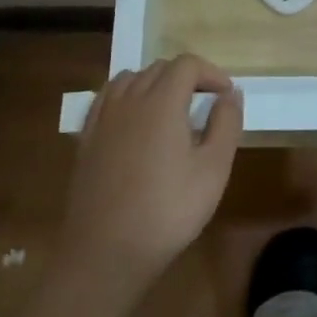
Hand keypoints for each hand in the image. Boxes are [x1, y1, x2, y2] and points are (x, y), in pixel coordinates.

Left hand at [56, 55, 244, 299]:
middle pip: (159, 68)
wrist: (105, 252)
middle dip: (186, 77)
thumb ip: (226, 123)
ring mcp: (103, 118)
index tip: (225, 96)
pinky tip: (135, 121)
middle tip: (205, 104)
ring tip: (171, 111)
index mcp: (161, 101)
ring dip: (155, 84)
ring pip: (131, 79)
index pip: (187, 64)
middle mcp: (129, 99)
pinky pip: (107, 99)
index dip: (211, 73)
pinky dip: (127, 97)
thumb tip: (230, 93)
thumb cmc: (168, 210)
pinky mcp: (86, 138)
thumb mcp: (213, 169)